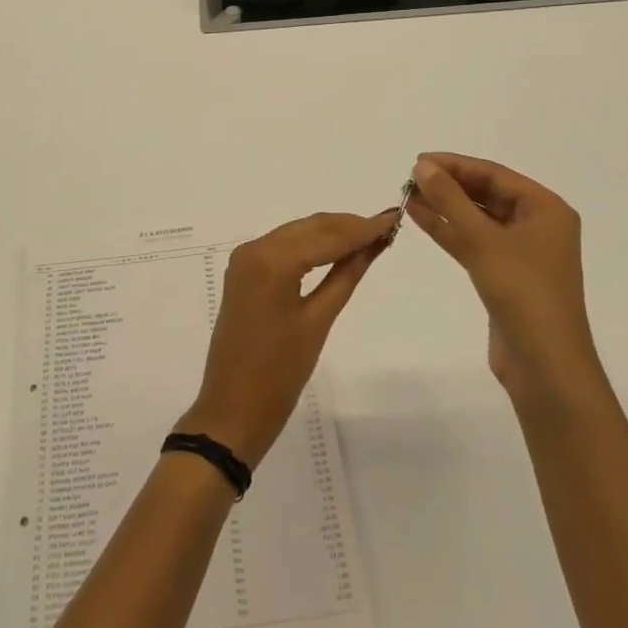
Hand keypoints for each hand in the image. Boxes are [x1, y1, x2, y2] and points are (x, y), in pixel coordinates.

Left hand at [178, 210, 397, 467]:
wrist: (232, 409)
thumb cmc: (280, 374)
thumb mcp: (318, 322)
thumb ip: (346, 275)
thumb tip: (373, 244)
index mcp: (272, 261)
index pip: (327, 236)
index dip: (362, 227)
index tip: (394, 217)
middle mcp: (254, 248)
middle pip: (310, 227)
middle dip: (348, 226)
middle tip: (387, 227)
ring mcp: (244, 258)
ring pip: (296, 233)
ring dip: (331, 233)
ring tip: (369, 237)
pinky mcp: (243, 271)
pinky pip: (282, 246)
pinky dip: (310, 245)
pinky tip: (336, 250)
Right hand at [404, 153, 596, 399]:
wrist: (545, 366)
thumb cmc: (523, 293)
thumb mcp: (483, 240)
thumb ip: (451, 199)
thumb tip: (422, 166)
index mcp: (546, 209)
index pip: (495, 174)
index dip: (456, 165)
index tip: (418, 160)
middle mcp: (537, 225)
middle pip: (486, 194)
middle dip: (449, 185)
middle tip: (410, 178)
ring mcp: (521, 253)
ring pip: (477, 219)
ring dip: (445, 207)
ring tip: (407, 194)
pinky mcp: (504, 276)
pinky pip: (473, 242)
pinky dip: (448, 230)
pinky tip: (419, 217)